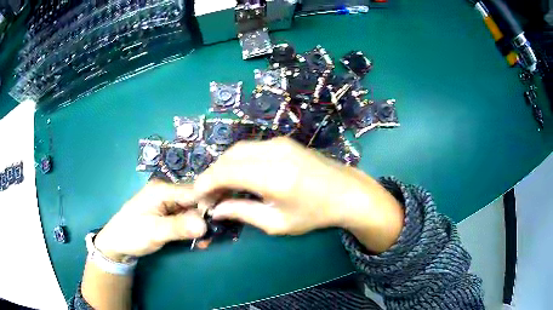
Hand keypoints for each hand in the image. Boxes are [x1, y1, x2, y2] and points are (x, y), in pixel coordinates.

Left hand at [94, 180, 206, 260]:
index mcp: (162, 190)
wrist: (117, 243)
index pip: (194, 191)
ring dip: (201, 225)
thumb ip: (178, 227)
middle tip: (211, 237)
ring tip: (204, 242)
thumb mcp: (154, 232)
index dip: (209, 204)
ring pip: (193, 210)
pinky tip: (197, 240)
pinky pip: (187, 217)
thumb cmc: (132, 234)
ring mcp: (168, 202)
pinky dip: (194, 228)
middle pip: (195, 200)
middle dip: (206, 218)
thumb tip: (205, 225)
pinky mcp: (168, 213)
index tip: (221, 221)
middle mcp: (167, 192)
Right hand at [194, 137, 403, 252]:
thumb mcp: (277, 223)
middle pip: (228, 157)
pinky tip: (239, 177)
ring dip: (224, 167)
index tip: (197, 197)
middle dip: (213, 175)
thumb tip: (215, 209)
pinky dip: (238, 161)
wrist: (346, 192)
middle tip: (210, 196)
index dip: (206, 183)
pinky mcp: (283, 141)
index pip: (226, 172)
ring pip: (237, 149)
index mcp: (273, 177)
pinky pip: (251, 148)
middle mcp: (274, 152)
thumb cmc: (314, 214)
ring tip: (222, 188)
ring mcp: (280, 143)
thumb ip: (242, 213)